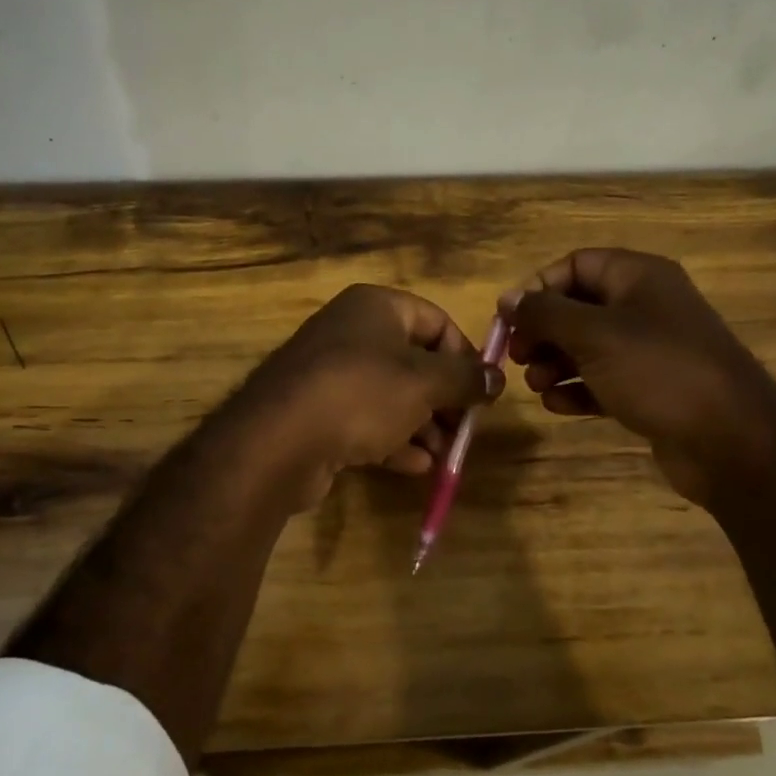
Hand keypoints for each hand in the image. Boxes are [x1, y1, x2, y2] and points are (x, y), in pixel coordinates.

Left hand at [239, 285, 503, 505]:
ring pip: (390, 396)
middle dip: (443, 399)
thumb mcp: (425, 383)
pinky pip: (365, 421)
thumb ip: (466, 378)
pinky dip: (392, 441)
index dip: (463, 355)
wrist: (279, 440)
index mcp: (375, 308)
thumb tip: (496, 378)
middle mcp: (350, 333)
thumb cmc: (362, 394)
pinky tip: (416, 467)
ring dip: (422, 426)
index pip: (434, 320)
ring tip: (444, 456)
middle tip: (463, 430)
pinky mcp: (317, 413)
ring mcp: (329, 374)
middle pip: (412, 362)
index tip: (481, 391)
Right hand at [502, 249, 775, 505]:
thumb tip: (507, 299)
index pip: (576, 265)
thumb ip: (545, 313)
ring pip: (588, 347)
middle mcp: (645, 306)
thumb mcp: (593, 335)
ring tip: (537, 386)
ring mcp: (650, 350)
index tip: (509, 319)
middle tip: (518, 357)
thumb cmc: (658, 371)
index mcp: (638, 277)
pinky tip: (558, 407)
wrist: (730, 439)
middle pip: (578, 307)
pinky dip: (578, 390)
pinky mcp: (651, 389)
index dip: (538, 288)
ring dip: (555, 364)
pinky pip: (603, 380)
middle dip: (543, 331)